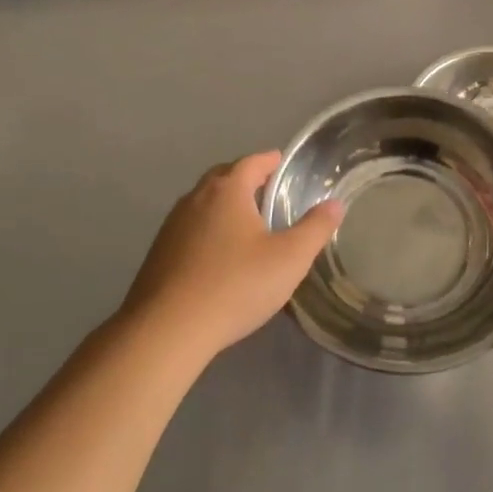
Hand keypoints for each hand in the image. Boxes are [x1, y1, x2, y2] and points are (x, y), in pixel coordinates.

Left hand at [121, 151, 342, 361]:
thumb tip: (334, 203)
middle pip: (223, 177)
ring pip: (203, 204)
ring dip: (225, 206)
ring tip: (247, 223)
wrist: (167, 330)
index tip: (283, 163)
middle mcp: (195, 199)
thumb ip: (315, 228)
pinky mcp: (158, 254)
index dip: (270, 160)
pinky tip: (219, 255)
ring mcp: (172, 226)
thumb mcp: (290, 258)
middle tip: (268, 190)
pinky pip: (190, 229)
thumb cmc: (236, 285)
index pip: (251, 162)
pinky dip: (208, 230)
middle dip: (245, 179)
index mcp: (227, 191)